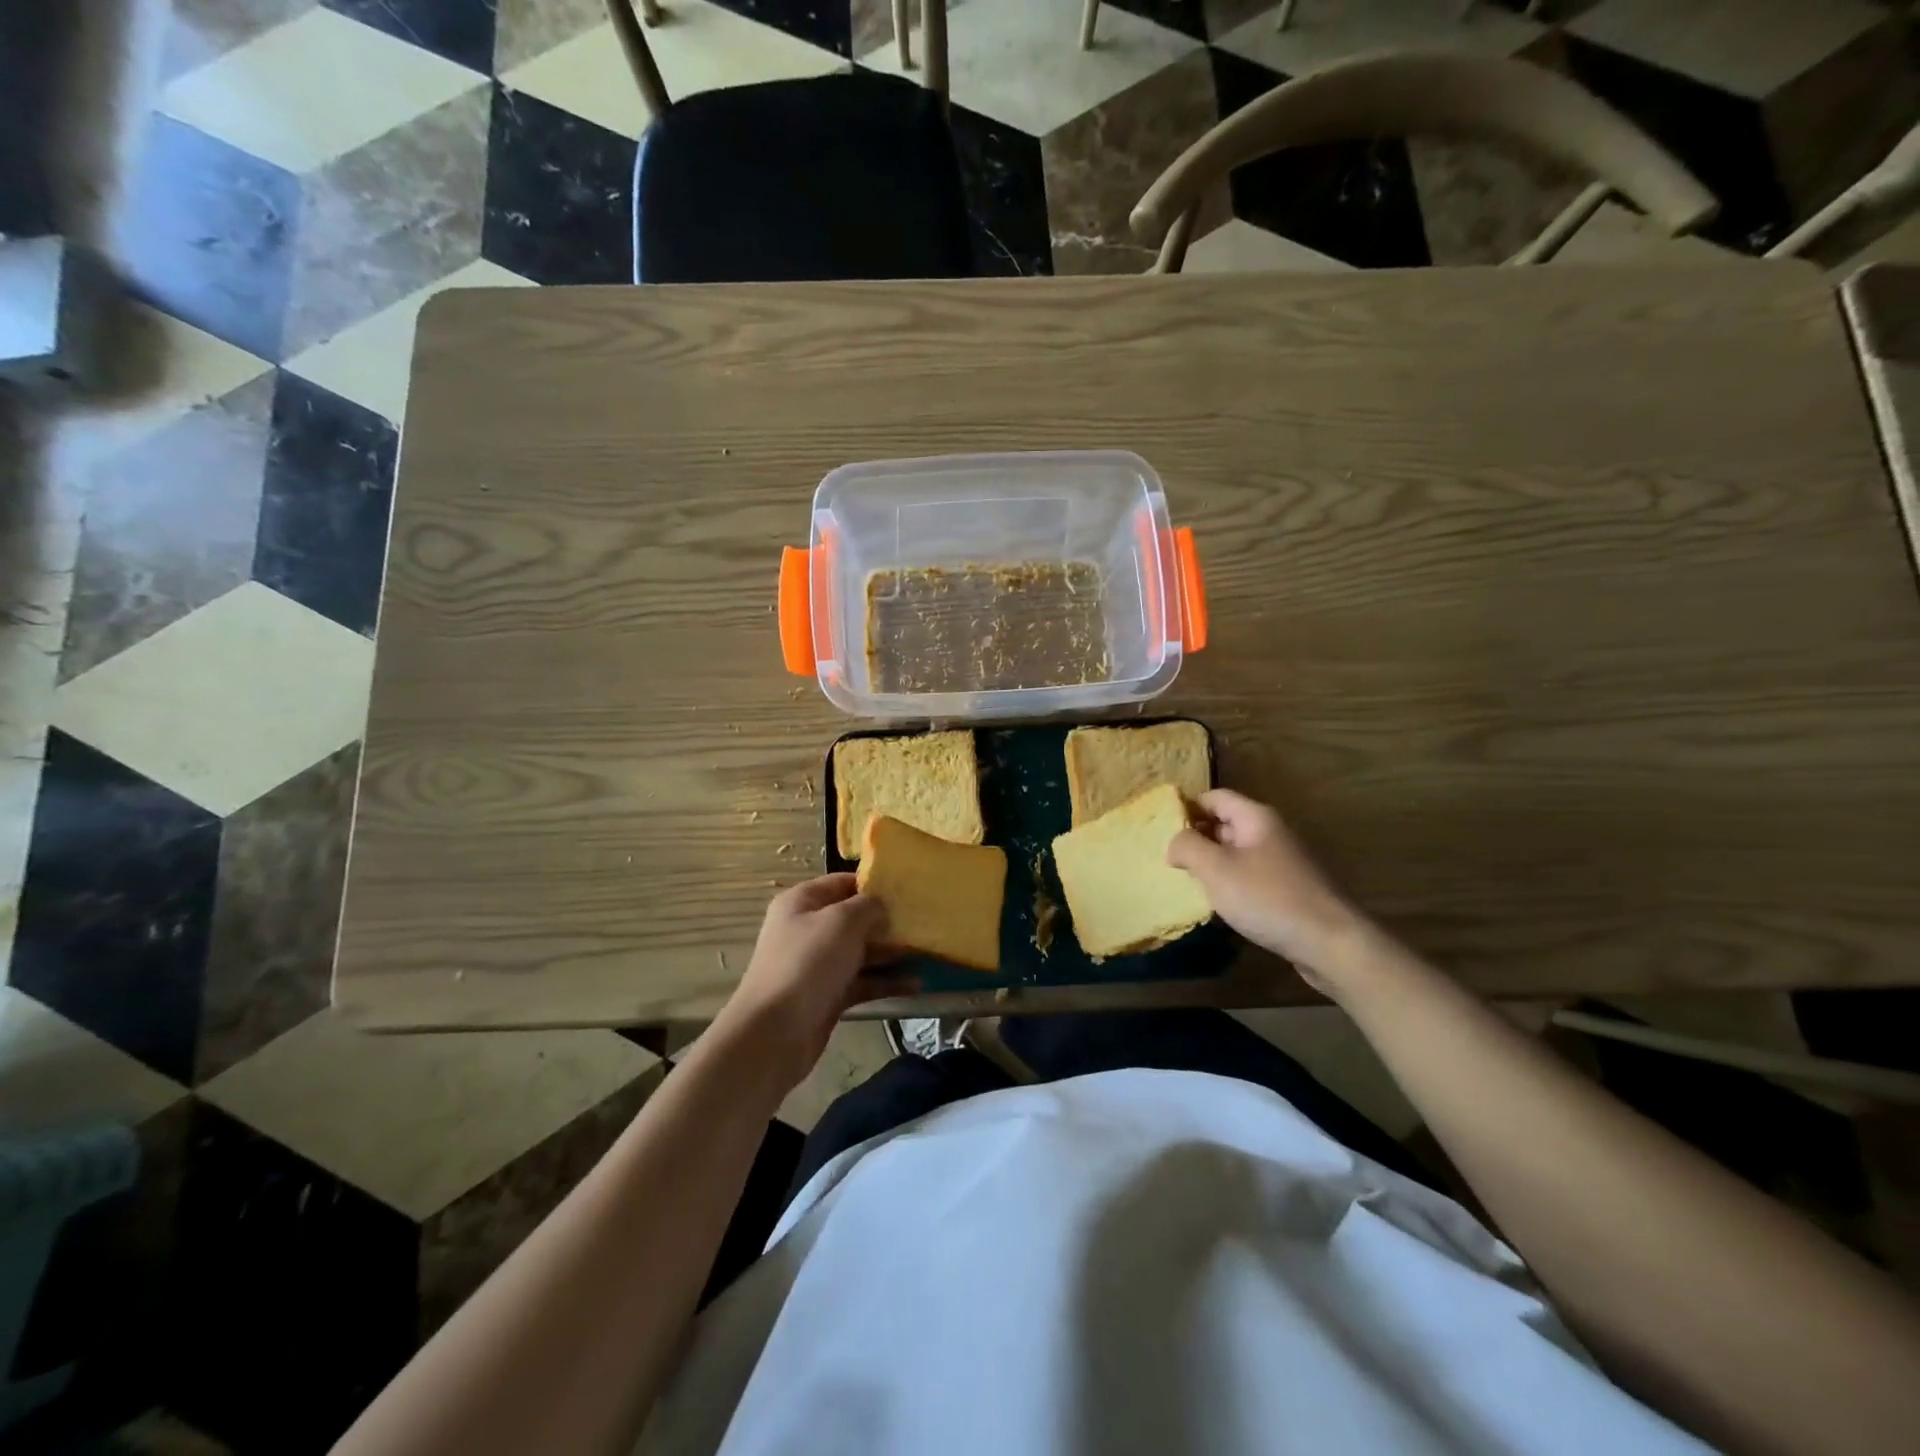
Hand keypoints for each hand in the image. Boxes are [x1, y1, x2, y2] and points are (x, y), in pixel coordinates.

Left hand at [714, 875, 912, 1092]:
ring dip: (891, 953)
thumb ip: (868, 906)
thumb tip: (881, 905)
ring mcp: (818, 964)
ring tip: (926, 952)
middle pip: (854, 918)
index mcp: (802, 902)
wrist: (774, 1033)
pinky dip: (886, 982)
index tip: (908, 890)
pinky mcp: (828, 995)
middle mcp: (808, 929)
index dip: (873, 885)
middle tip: (922, 923)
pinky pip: (862, 982)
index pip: (842, 883)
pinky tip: (915, 985)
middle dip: (887, 921)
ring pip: (861, 952)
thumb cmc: (808, 963)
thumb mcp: (842, 921)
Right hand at [1167, 789, 1365, 989]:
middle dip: (1196, 837)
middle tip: (1168, 858)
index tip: (1161, 828)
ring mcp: (1283, 861)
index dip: (1187, 807)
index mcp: (1256, 818)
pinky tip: (1219, 903)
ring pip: (1236, 852)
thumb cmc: (1268, 898)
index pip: (1214, 797)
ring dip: (1212, 863)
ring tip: (1187, 881)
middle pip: (1225, 823)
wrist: (1331, 943)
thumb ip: (1187, 847)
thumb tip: (1174, 842)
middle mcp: (1271, 832)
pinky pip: (1250, 875)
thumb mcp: (1216, 869)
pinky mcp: (1289, 889)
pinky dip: (1231, 883)